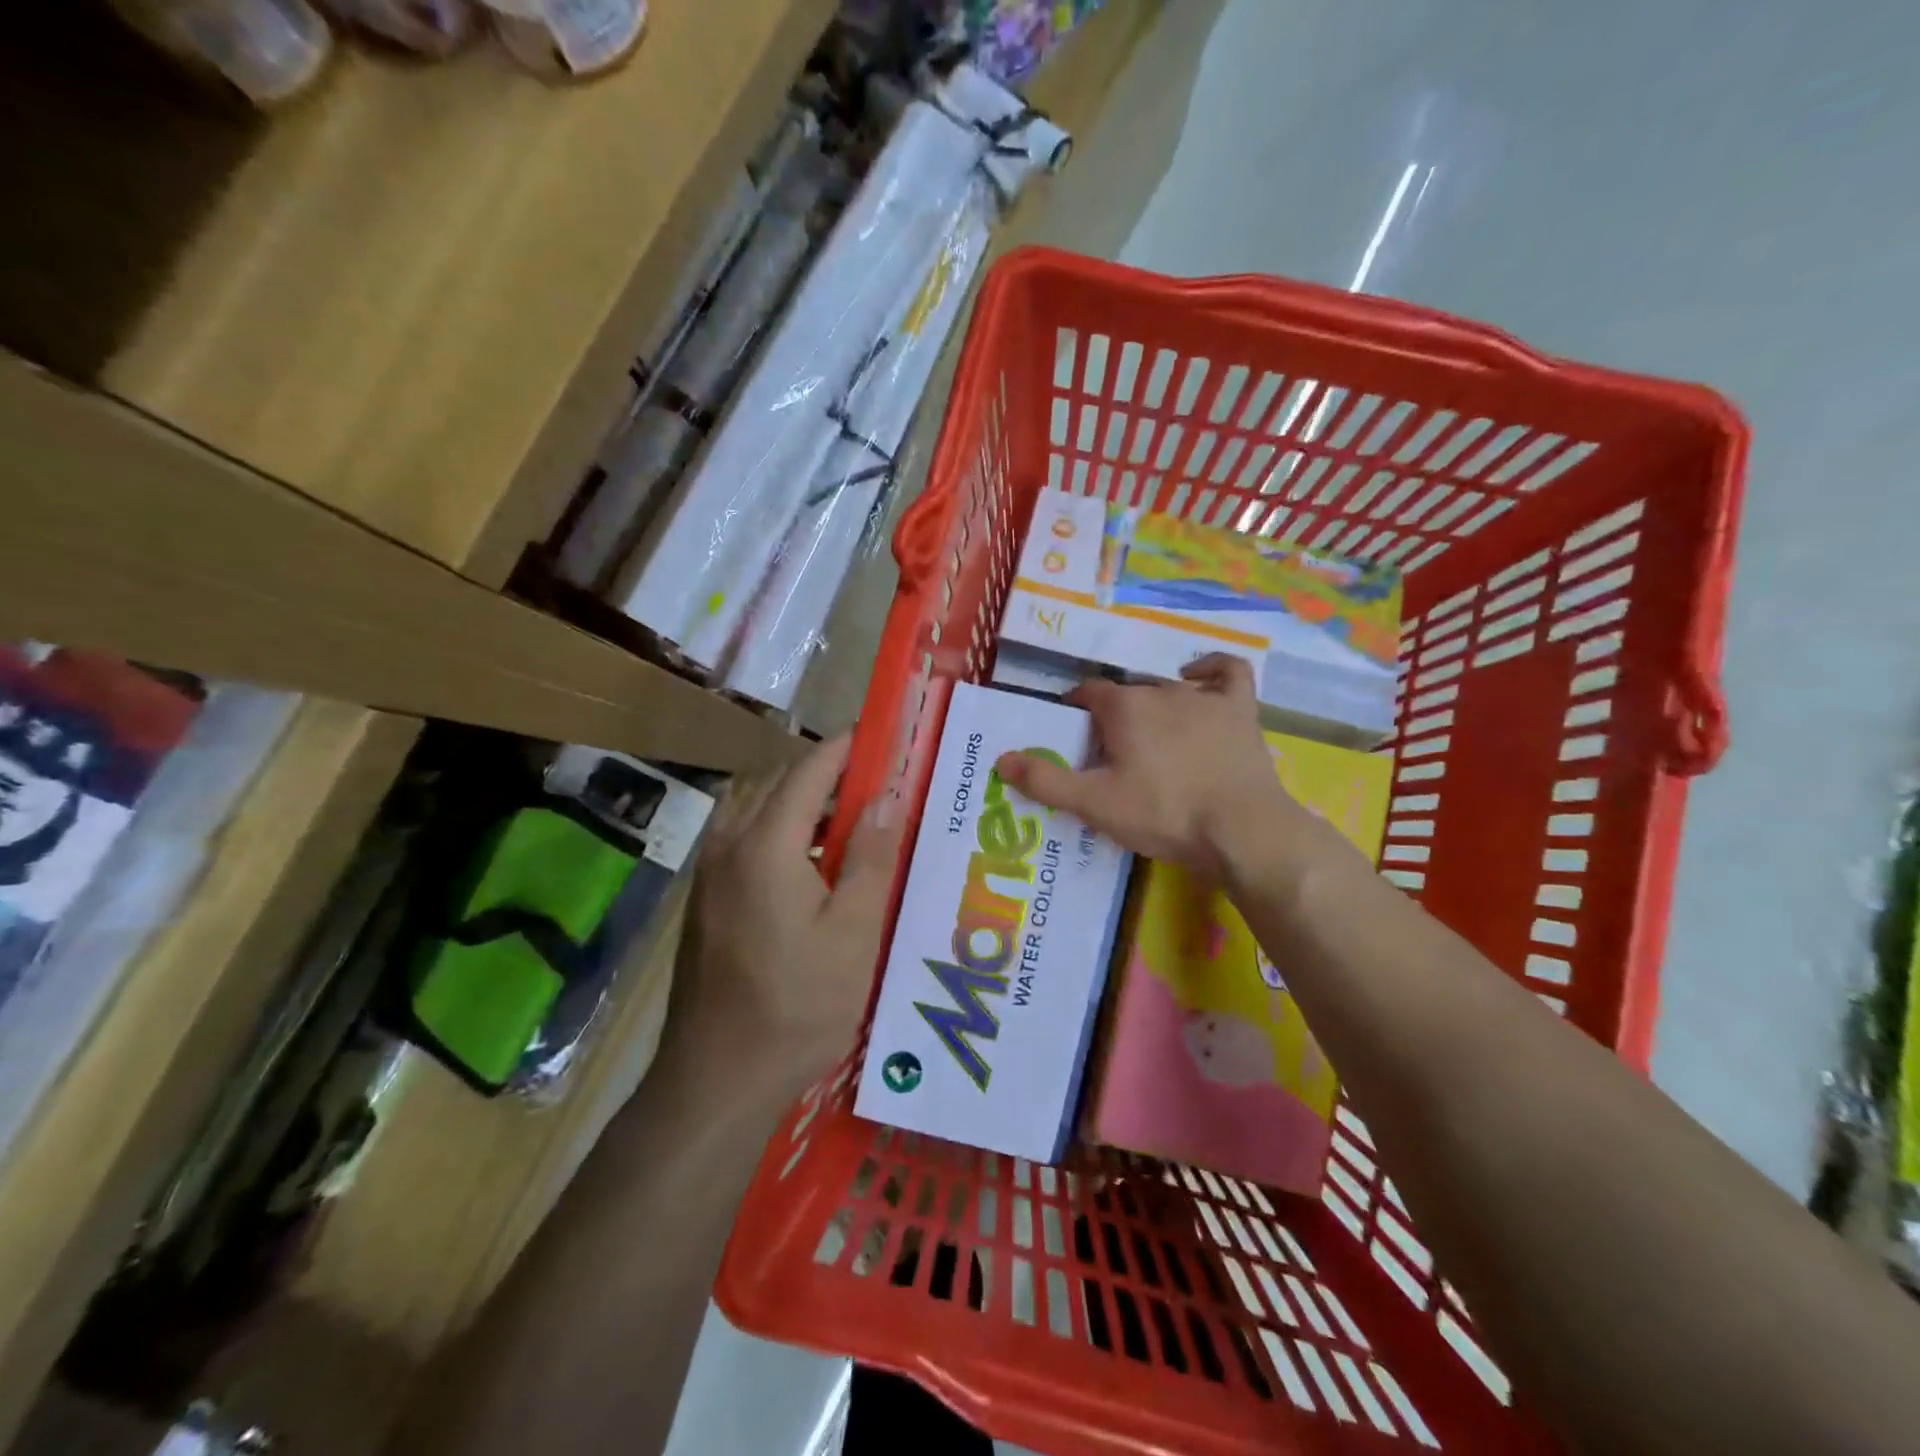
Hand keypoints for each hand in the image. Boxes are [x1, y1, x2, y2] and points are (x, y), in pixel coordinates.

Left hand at [689, 735, 900, 1081]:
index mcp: (765, 845)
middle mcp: (728, 846)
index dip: (846, 748)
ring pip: (761, 814)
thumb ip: (871, 859)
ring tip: (854, 828)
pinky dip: (784, 837)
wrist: (716, 1079)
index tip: (882, 735)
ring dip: (805, 808)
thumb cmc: (796, 1007)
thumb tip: (886, 796)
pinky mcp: (706, 901)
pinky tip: (815, 872)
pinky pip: (748, 844)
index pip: (809, 771)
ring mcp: (710, 875)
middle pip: (781, 787)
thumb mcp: (854, 934)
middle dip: (828, 777)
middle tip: (880, 788)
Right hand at [994, 655, 1319, 882]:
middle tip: (1112, 755)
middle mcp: (1161, 689)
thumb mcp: (1094, 804)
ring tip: (1151, 738)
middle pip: (1126, 693)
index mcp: (1123, 707)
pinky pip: (1227, 673)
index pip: (1086, 693)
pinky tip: (1199, 677)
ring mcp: (1205, 696)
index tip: (1073, 737)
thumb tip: (1001, 759)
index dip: (1074, 710)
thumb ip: (1045, 781)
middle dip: (1113, 715)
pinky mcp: (1241, 710)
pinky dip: (1211, 670)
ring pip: (1168, 687)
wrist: (1242, 830)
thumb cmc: (1163, 814)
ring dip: (1153, 705)